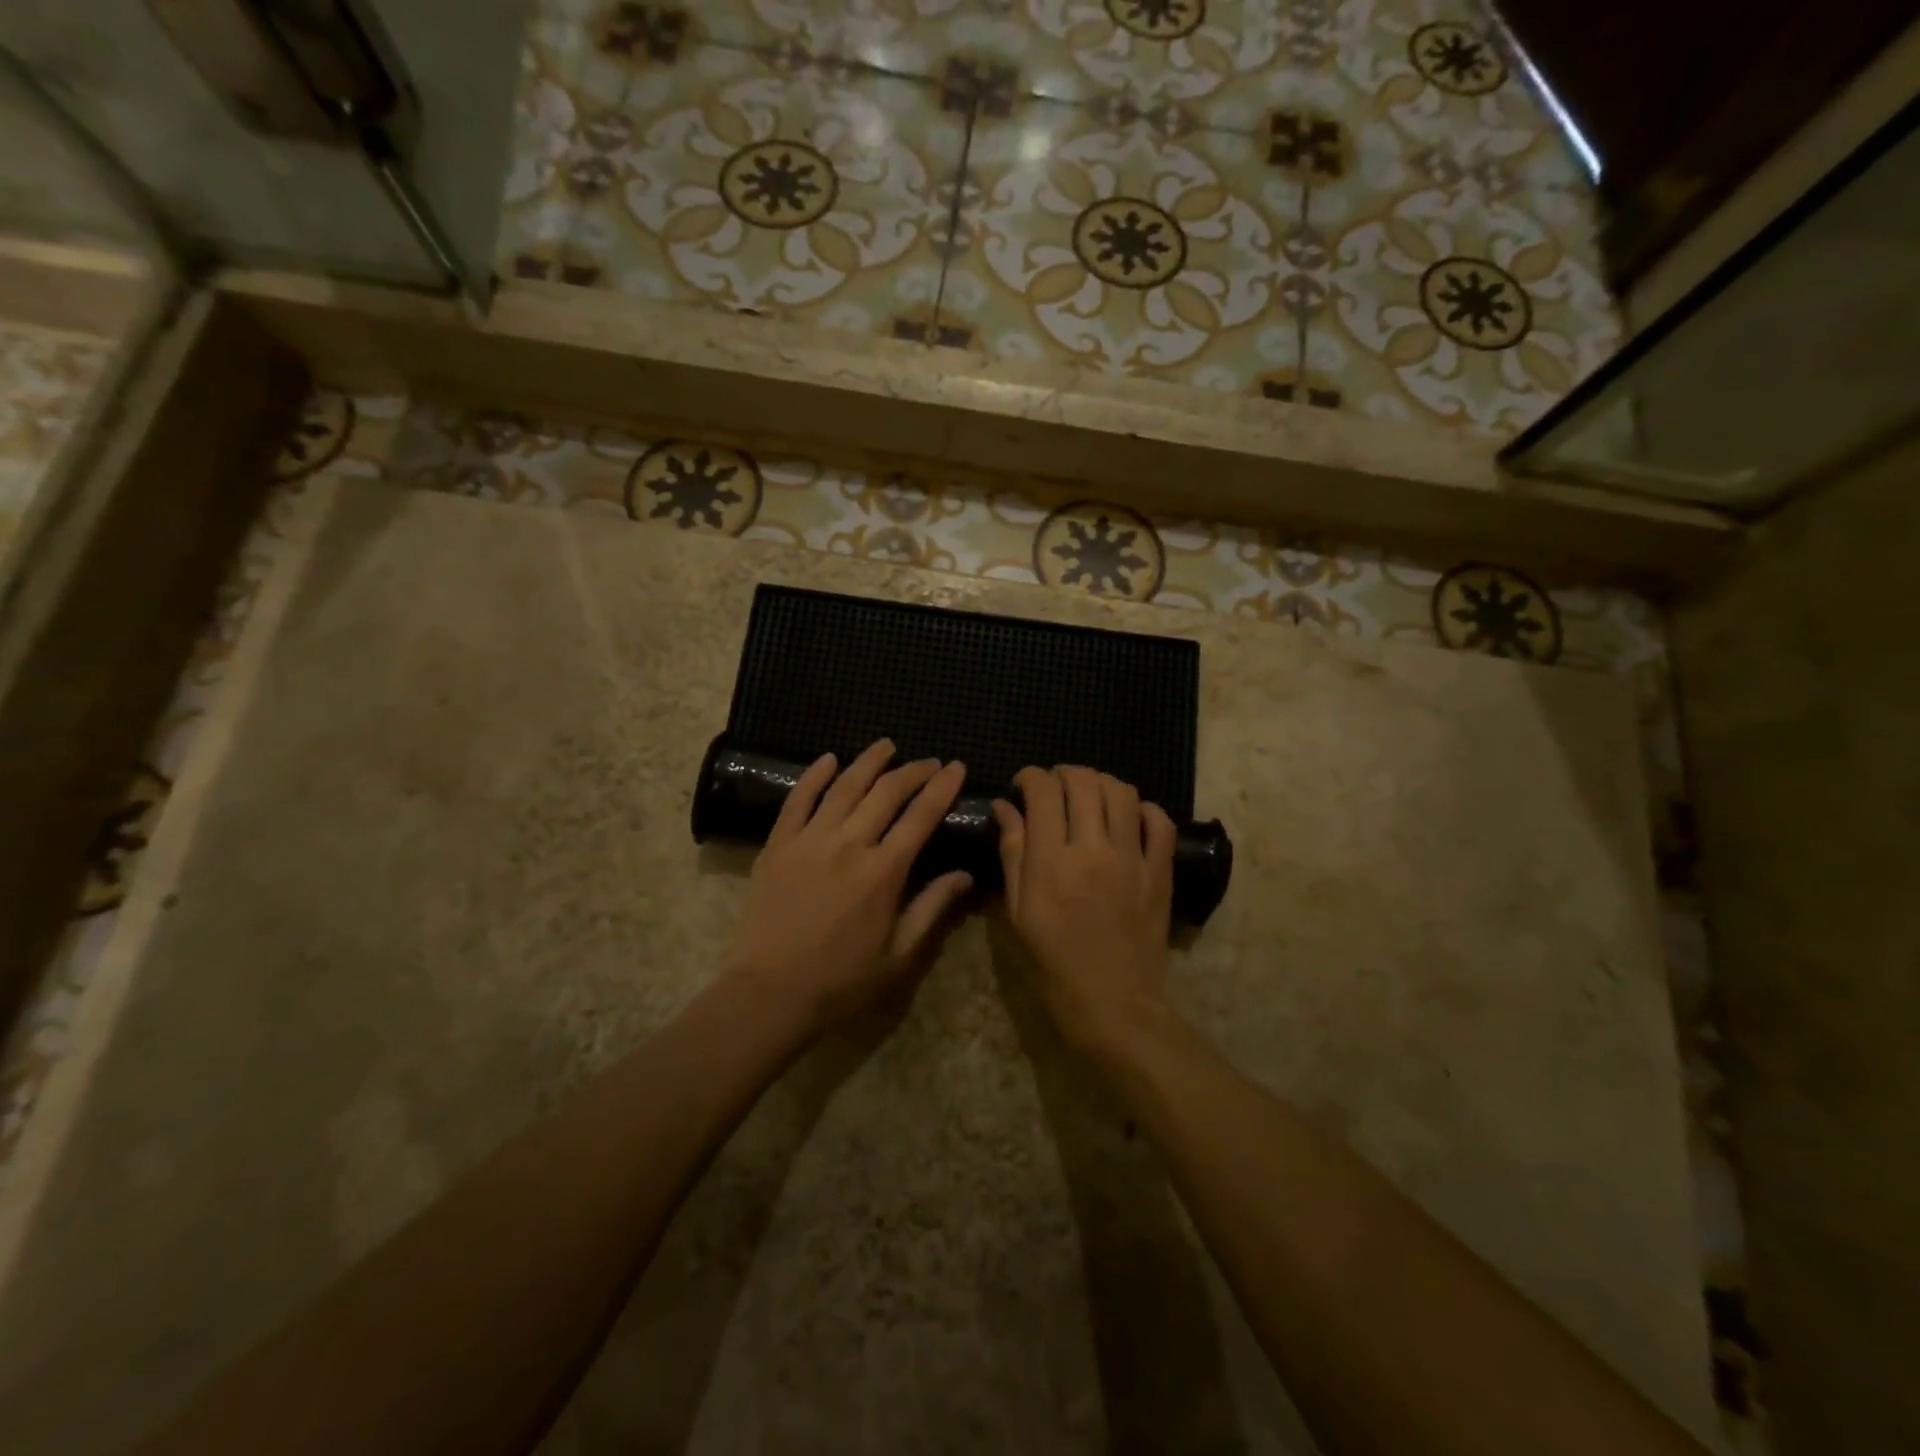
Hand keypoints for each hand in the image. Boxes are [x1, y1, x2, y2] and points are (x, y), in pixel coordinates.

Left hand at [731, 740, 971, 1035]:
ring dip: (869, 761)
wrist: (772, 991)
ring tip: (886, 745)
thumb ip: (933, 908)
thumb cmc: (842, 979)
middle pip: (887, 792)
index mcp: (883, 871)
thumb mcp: (900, 955)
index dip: (942, 788)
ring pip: (844, 786)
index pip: (921, 816)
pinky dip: (814, 775)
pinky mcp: (778, 844)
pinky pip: (798, 799)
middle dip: (913, 771)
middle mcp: (849, 844)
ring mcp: (809, 840)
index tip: (957, 768)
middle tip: (929, 761)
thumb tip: (965, 875)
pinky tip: (828, 758)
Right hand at [992, 765, 1177, 1054]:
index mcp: (1051, 862)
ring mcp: (1132, 859)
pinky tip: (1129, 817)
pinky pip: (1160, 823)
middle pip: (1084, 782)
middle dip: (1064, 774)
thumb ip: (1013, 854)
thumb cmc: (1053, 964)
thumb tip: (1006, 808)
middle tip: (1054, 787)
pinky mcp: (1160, 872)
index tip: (1024, 785)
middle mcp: (1093, 849)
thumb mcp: (1018, 913)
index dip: (1031, 777)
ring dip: (1101, 783)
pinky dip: (1144, 809)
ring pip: (1122, 792)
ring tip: (1089, 795)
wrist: (1113, 1004)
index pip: (1044, 791)